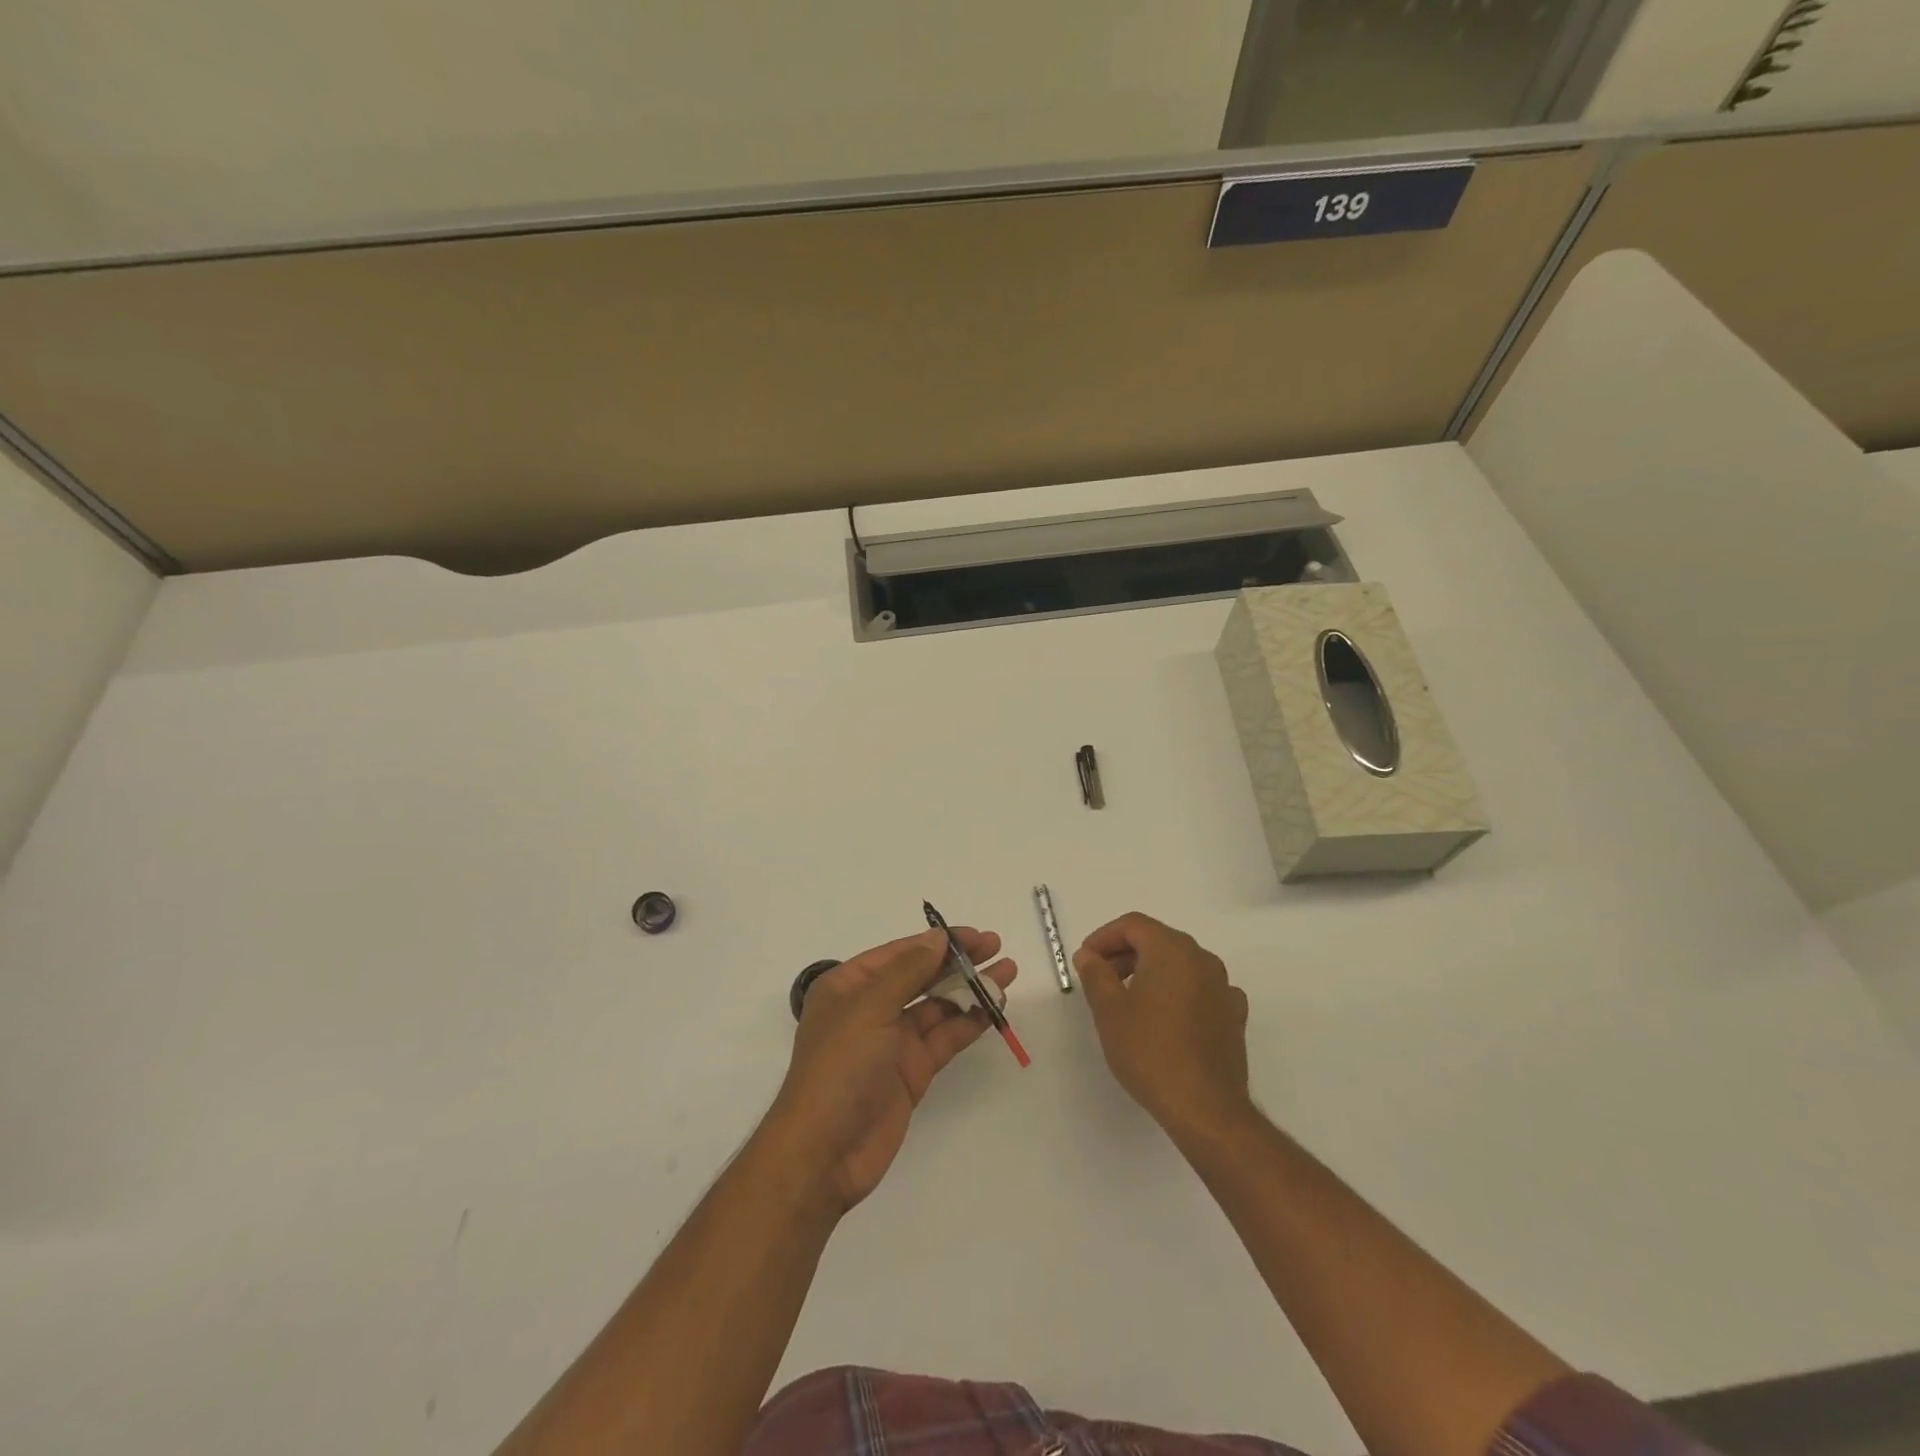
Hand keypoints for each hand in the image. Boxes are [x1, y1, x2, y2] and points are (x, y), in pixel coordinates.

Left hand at [765, 928, 1016, 1212]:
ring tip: (1007, 974)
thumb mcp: (869, 1009)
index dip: (937, 941)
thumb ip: (907, 972)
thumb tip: (937, 938)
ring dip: (969, 989)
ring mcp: (892, 1041)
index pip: (899, 953)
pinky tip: (994, 1009)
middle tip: (997, 947)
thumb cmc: (839, 1068)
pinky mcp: (911, 1071)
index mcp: (849, 986)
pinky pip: (944, 1038)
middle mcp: (870, 1008)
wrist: (824, 1153)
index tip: (974, 935)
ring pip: (938, 1006)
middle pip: (921, 976)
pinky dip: (969, 1023)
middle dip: (958, 961)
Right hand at [1075, 913, 1250, 1141]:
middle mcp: (1202, 959)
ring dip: (1151, 971)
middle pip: (1157, 940)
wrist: (1205, 1107)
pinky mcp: (1233, 1015)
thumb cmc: (1150, 1051)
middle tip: (1100, 979)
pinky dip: (1178, 992)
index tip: (1085, 960)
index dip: (1104, 937)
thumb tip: (1088, 954)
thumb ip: (1095, 974)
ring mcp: (1223, 987)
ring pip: (1180, 964)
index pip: (1133, 925)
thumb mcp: (1109, 1010)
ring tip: (1128, 1000)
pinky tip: (1166, 1017)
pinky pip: (1200, 989)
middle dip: (1125, 953)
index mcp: (1172, 950)